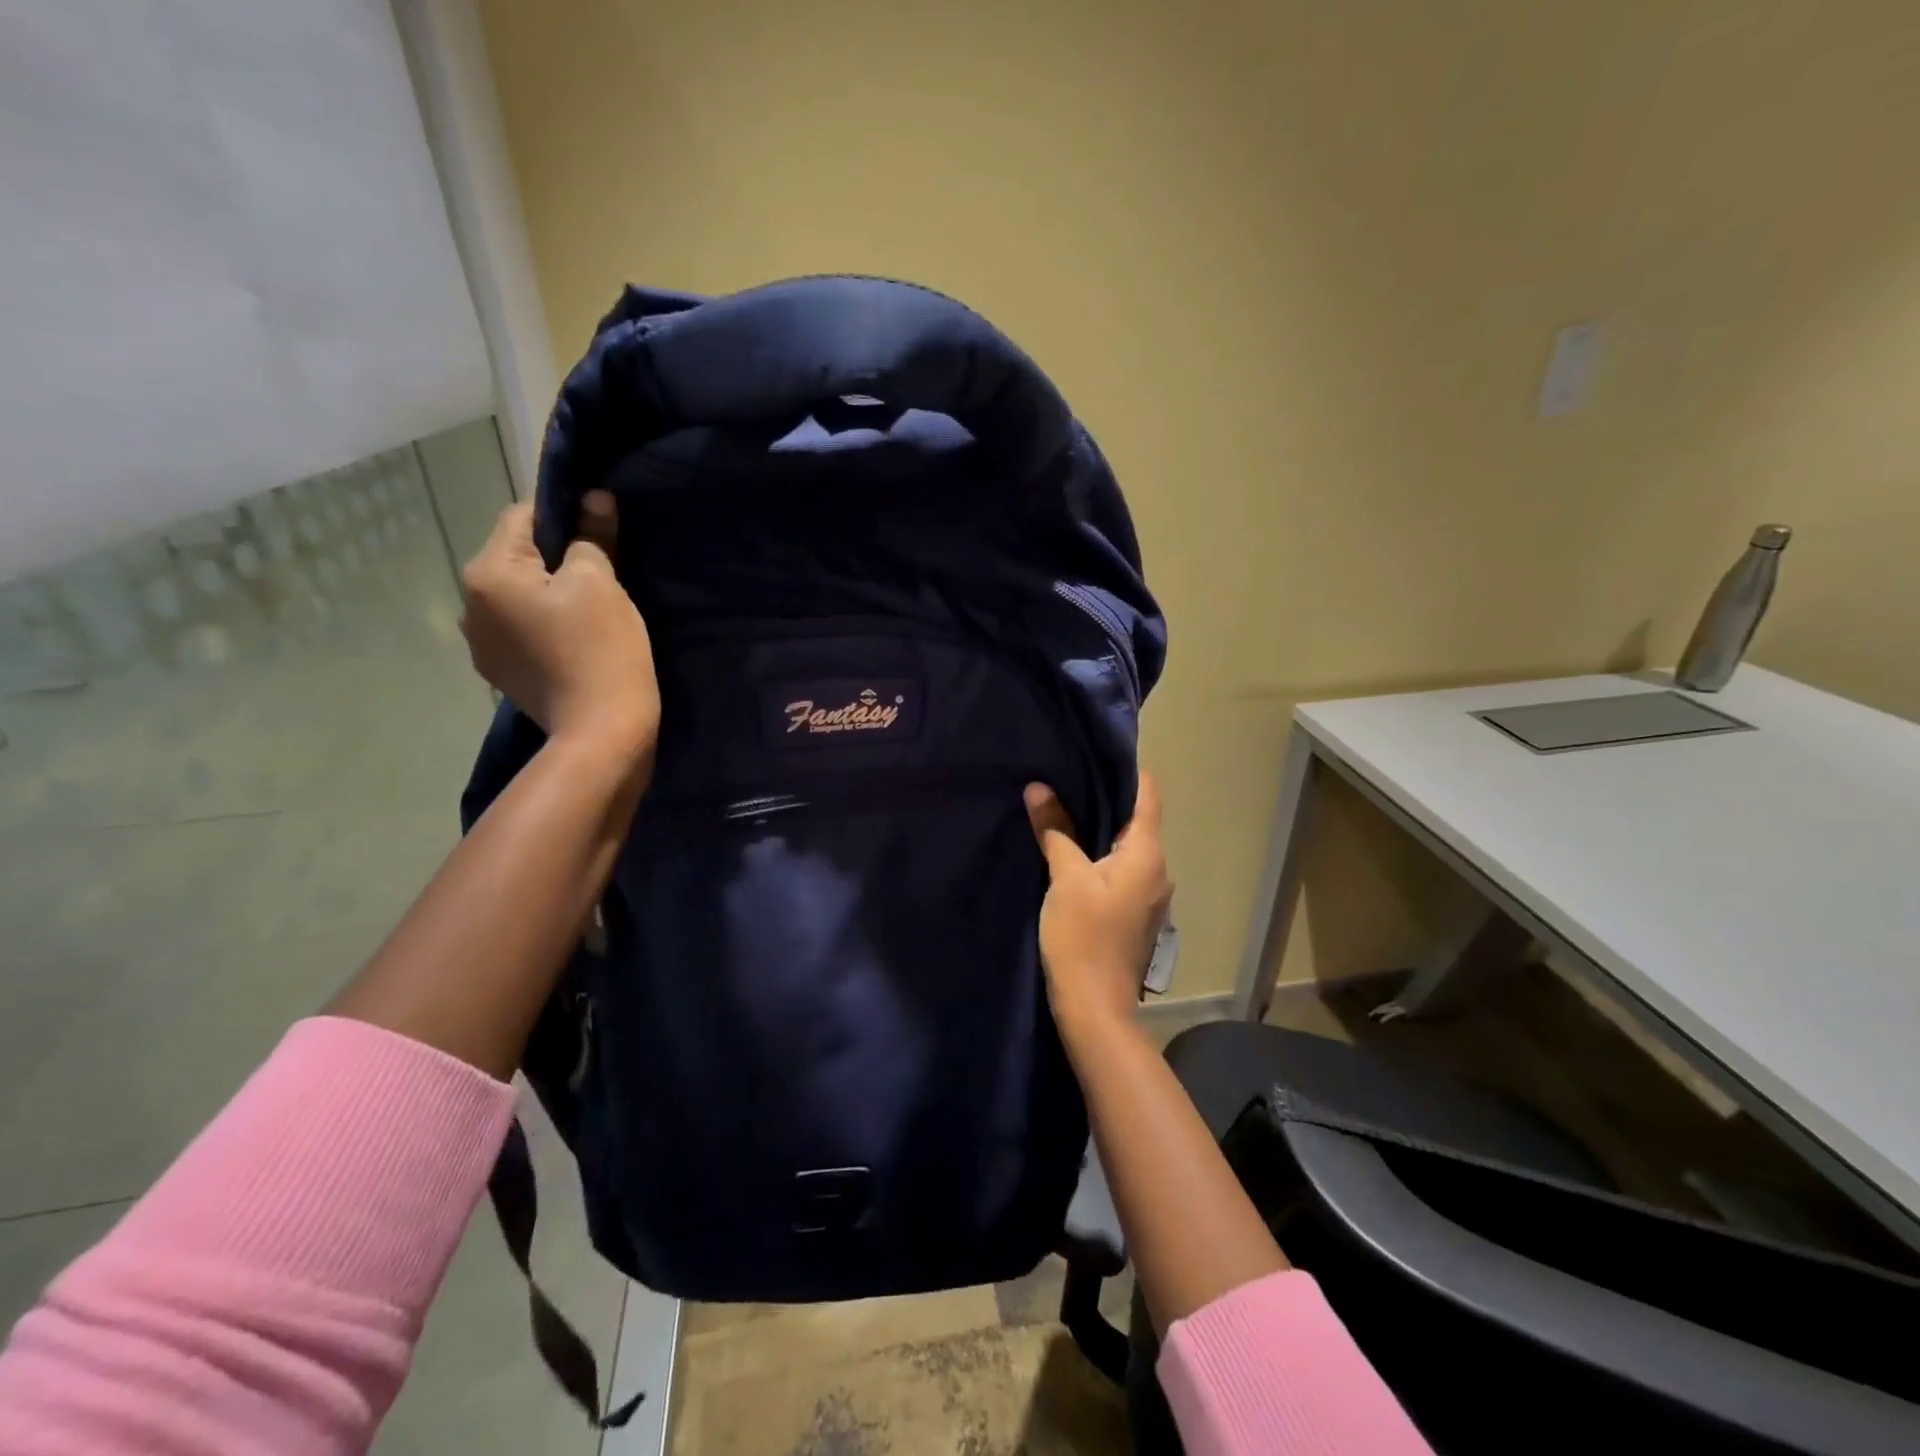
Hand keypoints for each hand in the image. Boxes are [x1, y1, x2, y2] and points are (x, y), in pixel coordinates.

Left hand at [460, 492, 659, 766]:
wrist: (601, 732)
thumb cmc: (601, 648)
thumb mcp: (601, 583)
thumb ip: (592, 537)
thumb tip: (594, 499)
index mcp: (487, 574)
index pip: (521, 518)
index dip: (565, 515)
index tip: (601, 531)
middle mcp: (469, 605)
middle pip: (517, 559)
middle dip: (557, 559)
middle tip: (605, 577)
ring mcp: (482, 644)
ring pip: (520, 597)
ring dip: (550, 594)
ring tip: (591, 614)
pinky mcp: (502, 673)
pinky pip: (523, 630)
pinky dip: (547, 626)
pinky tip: (576, 643)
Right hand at [1024, 771, 1172, 1040]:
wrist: (1095, 1007)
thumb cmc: (1083, 936)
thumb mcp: (1064, 878)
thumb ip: (1055, 830)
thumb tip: (1039, 789)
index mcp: (1147, 853)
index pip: (1148, 794)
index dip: (1125, 771)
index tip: (1092, 755)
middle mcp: (1158, 869)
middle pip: (1136, 820)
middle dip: (1103, 800)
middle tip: (1064, 780)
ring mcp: (1150, 895)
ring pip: (1127, 848)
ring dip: (1099, 831)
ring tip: (1062, 813)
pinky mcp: (1135, 914)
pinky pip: (1121, 871)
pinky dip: (1100, 857)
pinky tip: (1070, 855)